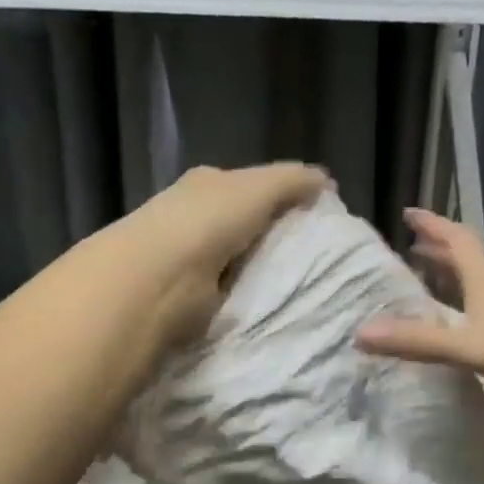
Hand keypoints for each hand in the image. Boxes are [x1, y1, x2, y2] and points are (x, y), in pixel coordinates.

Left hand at [107, 163, 330, 348]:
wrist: (156, 279)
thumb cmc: (206, 223)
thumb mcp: (257, 188)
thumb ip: (293, 181)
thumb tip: (326, 181)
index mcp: (210, 184)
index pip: (254, 184)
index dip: (286, 195)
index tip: (319, 215)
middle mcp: (196, 215)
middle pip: (245, 221)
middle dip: (275, 233)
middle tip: (317, 254)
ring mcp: (191, 256)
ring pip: (239, 257)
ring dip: (262, 267)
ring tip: (301, 282)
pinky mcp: (192, 295)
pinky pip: (231, 289)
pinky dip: (247, 294)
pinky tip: (269, 302)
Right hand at [356, 207, 483, 426]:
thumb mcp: (473, 349)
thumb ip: (419, 342)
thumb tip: (359, 333)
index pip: (457, 241)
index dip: (433, 224)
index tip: (408, 211)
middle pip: (467, 261)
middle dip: (437, 250)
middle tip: (408, 247)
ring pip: (476, 288)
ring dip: (449, 279)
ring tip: (423, 283)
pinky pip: (483, 316)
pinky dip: (462, 311)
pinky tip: (456, 331)